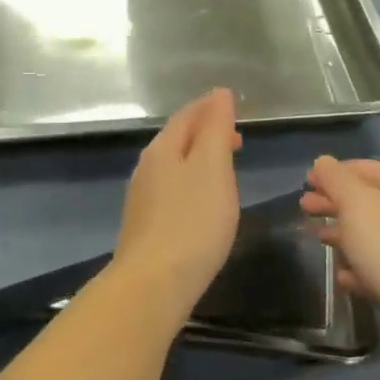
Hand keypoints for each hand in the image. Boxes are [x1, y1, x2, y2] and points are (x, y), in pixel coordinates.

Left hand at [110, 89, 242, 320]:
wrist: (153, 285)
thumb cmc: (191, 222)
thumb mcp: (212, 168)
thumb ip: (216, 129)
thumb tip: (219, 94)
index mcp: (162, 148)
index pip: (187, 115)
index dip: (210, 107)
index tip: (233, 105)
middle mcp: (147, 168)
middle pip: (178, 138)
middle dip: (205, 132)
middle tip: (236, 136)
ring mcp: (143, 199)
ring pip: (174, 165)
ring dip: (199, 158)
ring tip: (224, 165)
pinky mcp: (146, 226)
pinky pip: (172, 190)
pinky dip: (192, 183)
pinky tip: (203, 201)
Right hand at [302, 157, 379, 344]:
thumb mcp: (357, 205)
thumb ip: (337, 180)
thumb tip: (323, 161)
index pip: (364, 169)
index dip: (334, 172)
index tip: (307, 180)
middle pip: (366, 201)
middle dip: (334, 202)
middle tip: (304, 207)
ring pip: (371, 235)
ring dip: (343, 234)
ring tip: (318, 238)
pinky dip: (358, 268)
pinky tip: (341, 277)